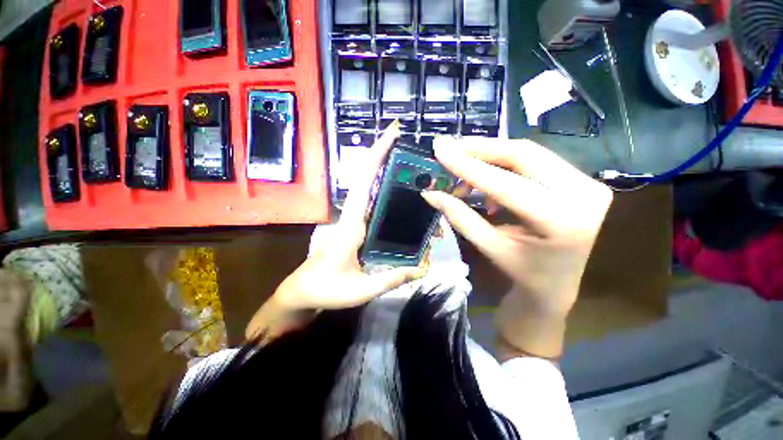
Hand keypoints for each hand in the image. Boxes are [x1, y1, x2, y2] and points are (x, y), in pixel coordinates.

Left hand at [246, 123, 419, 339]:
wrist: (302, 292)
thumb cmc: (325, 289)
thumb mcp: (361, 289)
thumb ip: (391, 279)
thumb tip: (423, 268)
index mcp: (351, 224)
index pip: (364, 182)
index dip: (377, 155)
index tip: (394, 133)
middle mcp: (353, 215)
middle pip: (370, 179)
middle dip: (389, 158)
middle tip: (416, 151)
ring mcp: (355, 220)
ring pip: (373, 191)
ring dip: (391, 177)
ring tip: (419, 177)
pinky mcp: (357, 227)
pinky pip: (375, 205)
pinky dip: (388, 196)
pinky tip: (406, 201)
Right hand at [421, 138, 612, 357]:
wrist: (561, 283)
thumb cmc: (524, 272)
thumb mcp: (490, 247)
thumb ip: (460, 217)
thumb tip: (431, 194)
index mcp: (559, 220)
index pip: (505, 183)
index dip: (467, 165)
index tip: (440, 149)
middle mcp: (583, 194)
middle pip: (522, 154)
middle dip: (480, 149)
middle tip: (450, 146)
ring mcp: (588, 183)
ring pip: (529, 153)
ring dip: (491, 153)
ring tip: (462, 160)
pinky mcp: (583, 180)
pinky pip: (536, 160)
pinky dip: (505, 162)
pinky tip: (486, 173)